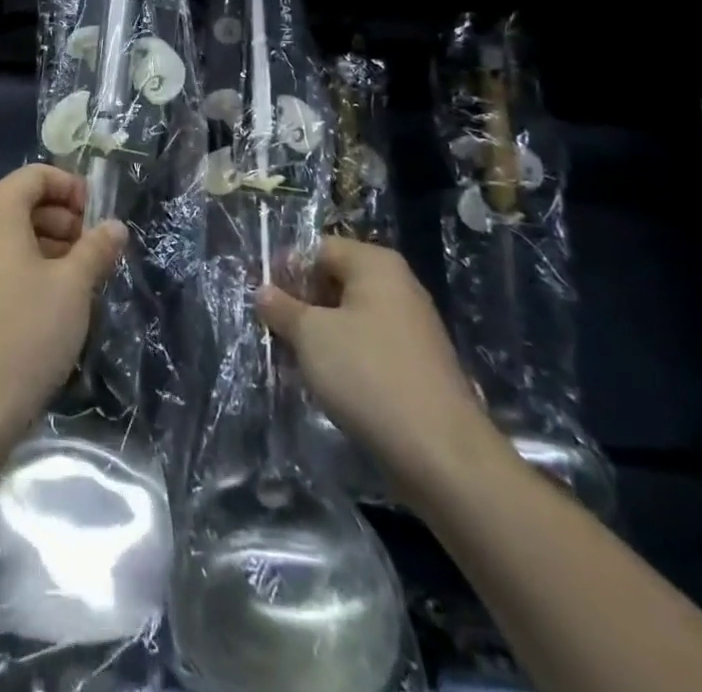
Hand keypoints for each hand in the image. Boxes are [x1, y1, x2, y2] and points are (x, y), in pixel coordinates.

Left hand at [0, 164, 127, 442]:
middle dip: (62, 220)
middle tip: (93, 251)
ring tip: (77, 275)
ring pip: (6, 232)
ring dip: (45, 243)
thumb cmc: (26, 331)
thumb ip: (96, 248)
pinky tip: (48, 295)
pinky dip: (21, 262)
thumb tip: (115, 227)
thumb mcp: (73, 286)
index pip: (37, 176)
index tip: (99, 218)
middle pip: (20, 201)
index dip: (73, 189)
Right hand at [259, 236, 506, 510]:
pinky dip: (342, 356)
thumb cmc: (368, 374)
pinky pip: (367, 345)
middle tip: (271, 328)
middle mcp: (397, 286)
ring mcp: (410, 326)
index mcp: (375, 264)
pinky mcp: (415, 364)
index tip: (260, 297)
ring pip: (349, 317)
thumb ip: (281, 308)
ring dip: (318, 333)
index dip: (285, 269)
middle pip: (334, 280)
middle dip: (300, 303)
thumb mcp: (311, 336)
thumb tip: (263, 291)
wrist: (440, 453)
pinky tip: (323, 380)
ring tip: (290, 357)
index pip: (318, 248)